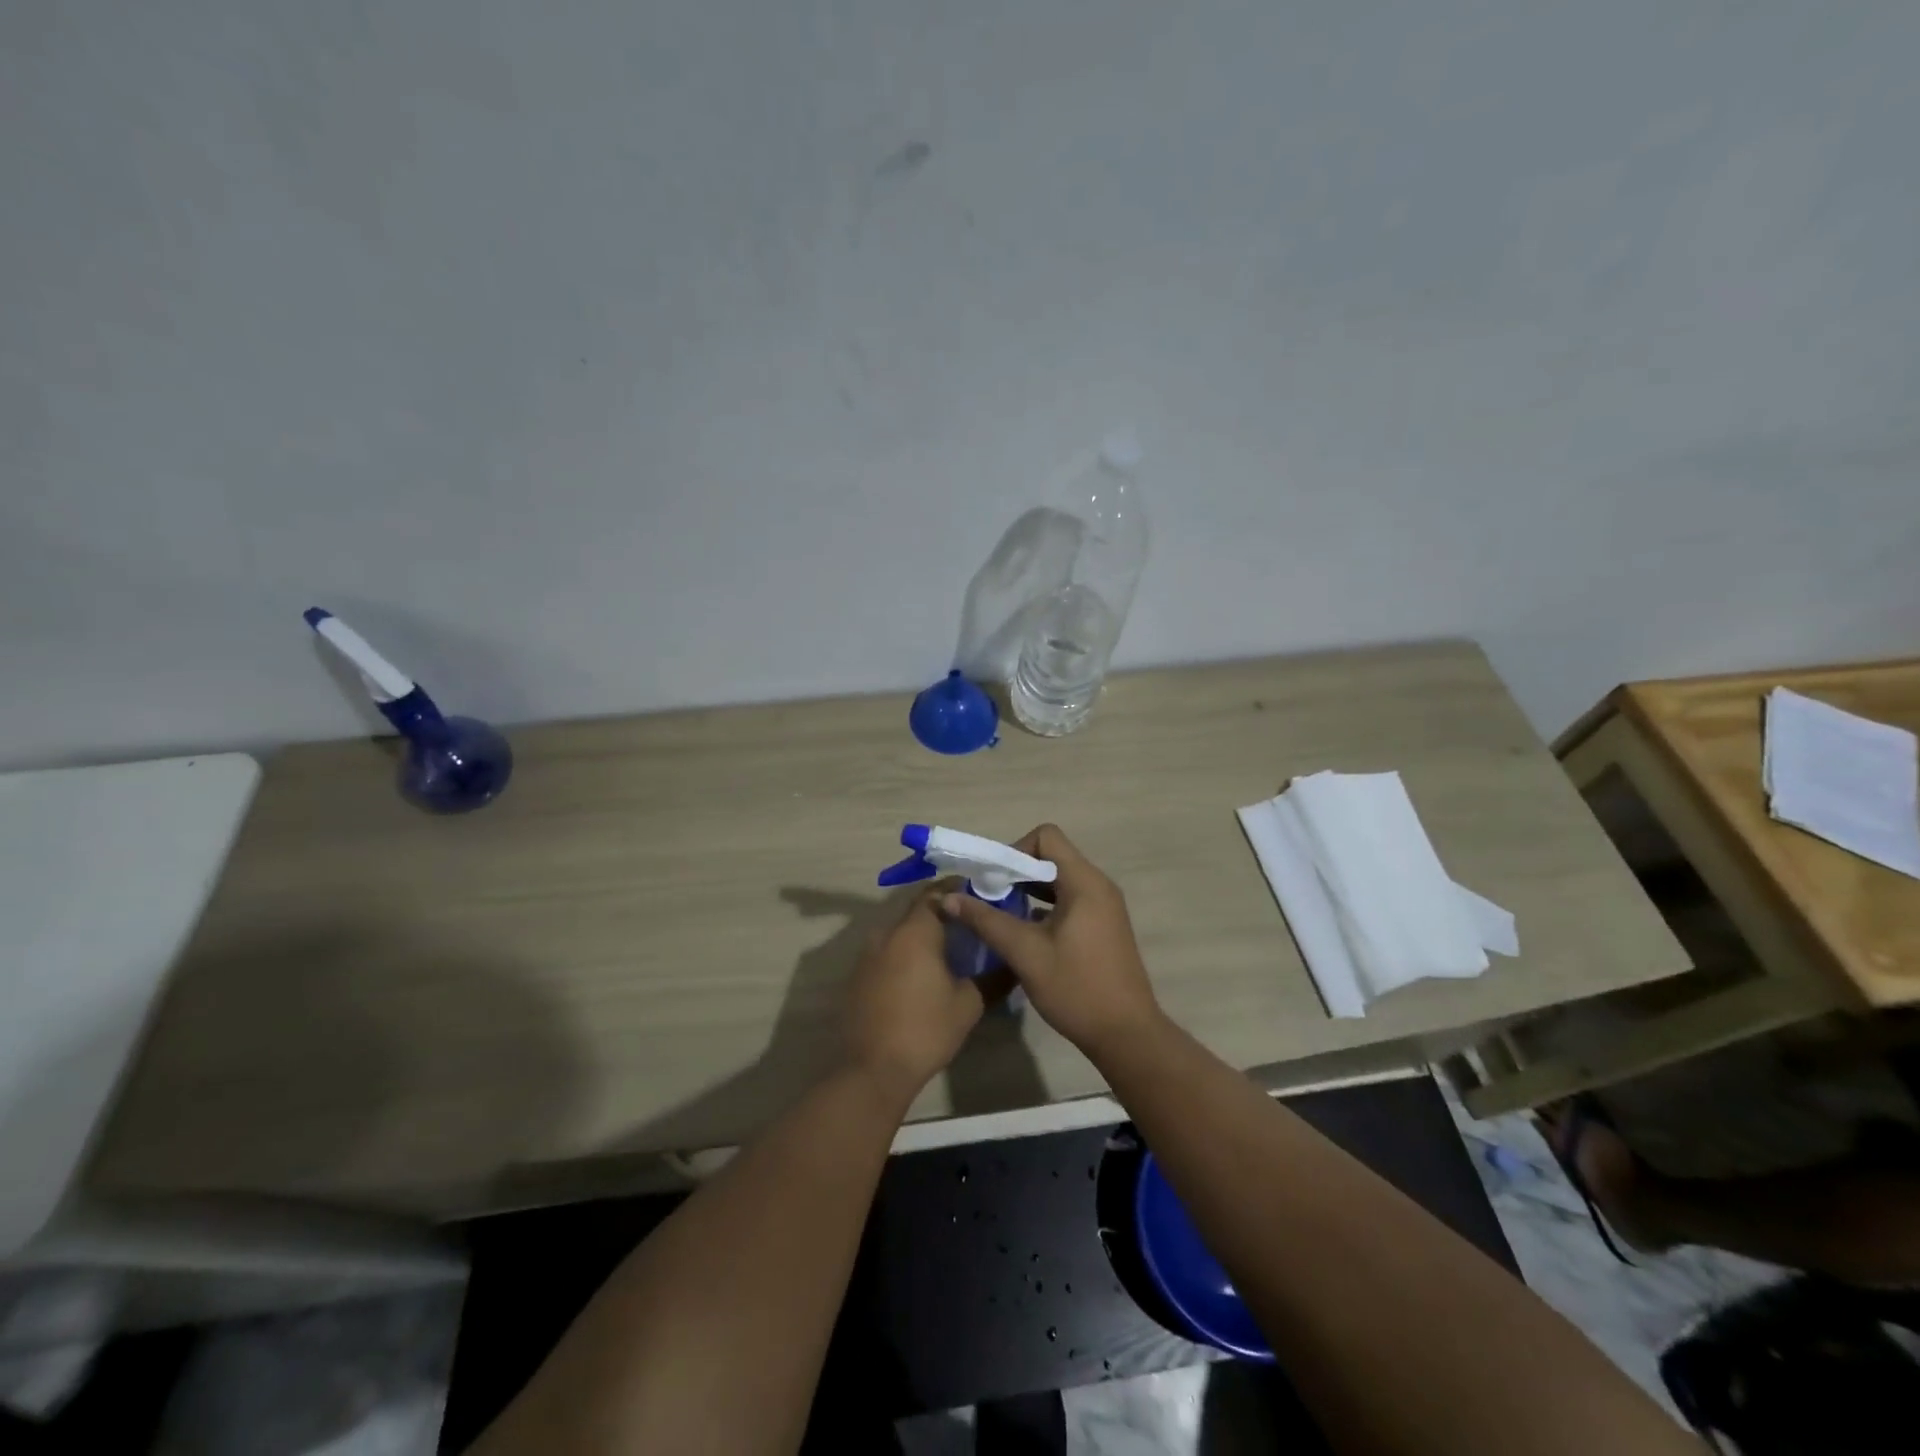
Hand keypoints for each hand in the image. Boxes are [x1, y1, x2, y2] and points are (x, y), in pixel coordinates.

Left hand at [841, 886, 987, 1101]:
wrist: (872, 1069)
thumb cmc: (925, 1030)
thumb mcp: (968, 1004)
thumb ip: (993, 978)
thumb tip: (1014, 963)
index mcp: (914, 931)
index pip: (936, 893)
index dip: (957, 890)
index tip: (979, 894)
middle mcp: (887, 933)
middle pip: (917, 910)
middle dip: (943, 912)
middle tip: (970, 922)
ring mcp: (867, 955)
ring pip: (900, 932)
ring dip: (923, 934)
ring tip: (950, 948)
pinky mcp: (858, 976)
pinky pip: (887, 952)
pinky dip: (906, 953)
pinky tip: (923, 973)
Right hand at [941, 825, 1161, 1060]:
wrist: (1126, 1035)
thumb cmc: (1076, 989)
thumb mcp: (1025, 953)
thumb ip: (986, 921)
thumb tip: (949, 898)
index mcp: (1085, 882)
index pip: (1046, 837)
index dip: (1015, 850)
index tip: (994, 880)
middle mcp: (1098, 885)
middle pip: (1052, 856)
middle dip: (1016, 872)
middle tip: (988, 897)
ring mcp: (1104, 906)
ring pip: (1059, 880)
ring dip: (1028, 890)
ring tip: (1000, 914)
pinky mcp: (1103, 925)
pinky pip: (1069, 899)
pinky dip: (1044, 906)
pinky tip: (1023, 932)